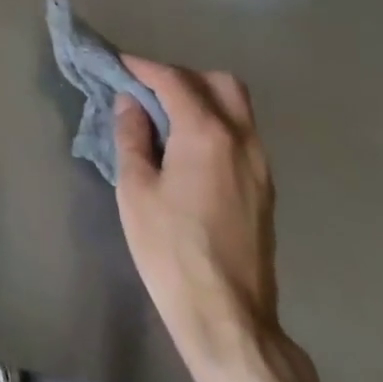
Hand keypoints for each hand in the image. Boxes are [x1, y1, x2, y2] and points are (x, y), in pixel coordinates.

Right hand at [114, 56, 280, 375]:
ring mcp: (260, 166)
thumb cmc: (170, 248)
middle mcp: (242, 140)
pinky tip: (188, 149)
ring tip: (165, 119)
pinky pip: (241, 136)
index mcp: (207, 133)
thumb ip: (132, 136)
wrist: (226, 316)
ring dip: (202, 100)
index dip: (143, 67)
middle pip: (219, 84)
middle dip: (182, 77)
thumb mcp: (135, 188)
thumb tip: (131, 103)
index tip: (119, 65)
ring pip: (237, 109)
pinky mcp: (264, 190)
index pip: (174, 80)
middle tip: (148, 91)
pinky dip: (215, 125)